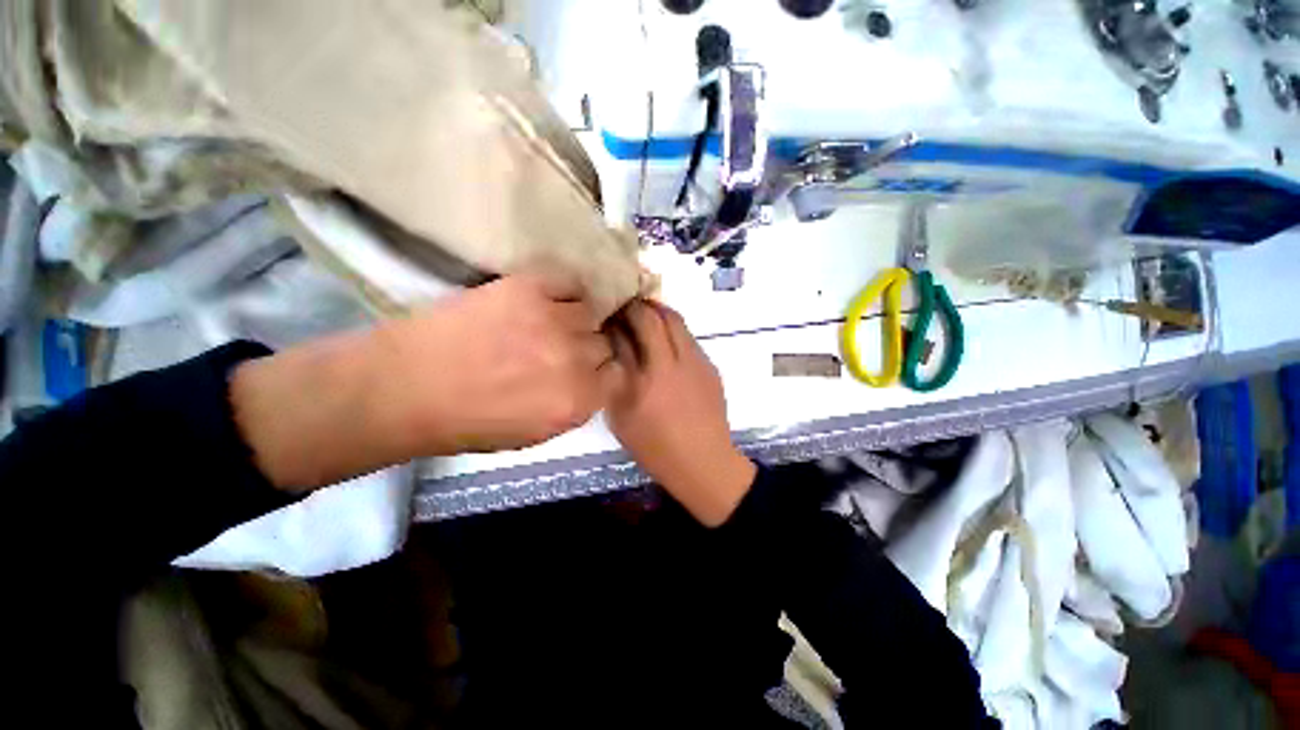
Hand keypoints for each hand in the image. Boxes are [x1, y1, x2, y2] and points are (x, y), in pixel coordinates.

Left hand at [371, 274, 623, 454]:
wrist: (409, 386)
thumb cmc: (471, 421)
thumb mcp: (538, 433)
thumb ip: (577, 405)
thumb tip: (593, 379)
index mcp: (577, 401)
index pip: (618, 374)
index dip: (602, 372)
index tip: (588, 370)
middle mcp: (574, 359)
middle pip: (605, 342)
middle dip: (589, 348)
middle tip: (563, 348)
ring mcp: (553, 319)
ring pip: (590, 311)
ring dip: (575, 319)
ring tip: (549, 323)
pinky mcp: (529, 287)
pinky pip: (570, 283)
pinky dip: (564, 292)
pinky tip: (546, 301)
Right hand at [606, 301, 755, 526]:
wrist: (704, 461)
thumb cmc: (656, 447)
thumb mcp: (621, 418)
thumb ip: (614, 380)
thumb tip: (612, 348)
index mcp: (645, 380)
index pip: (627, 333)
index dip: (616, 317)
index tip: (608, 312)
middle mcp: (672, 363)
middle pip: (655, 316)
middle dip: (638, 305)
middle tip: (626, 307)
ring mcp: (696, 362)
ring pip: (676, 321)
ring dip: (658, 314)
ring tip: (645, 319)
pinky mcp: (710, 366)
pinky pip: (688, 337)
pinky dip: (673, 331)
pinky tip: (665, 344)